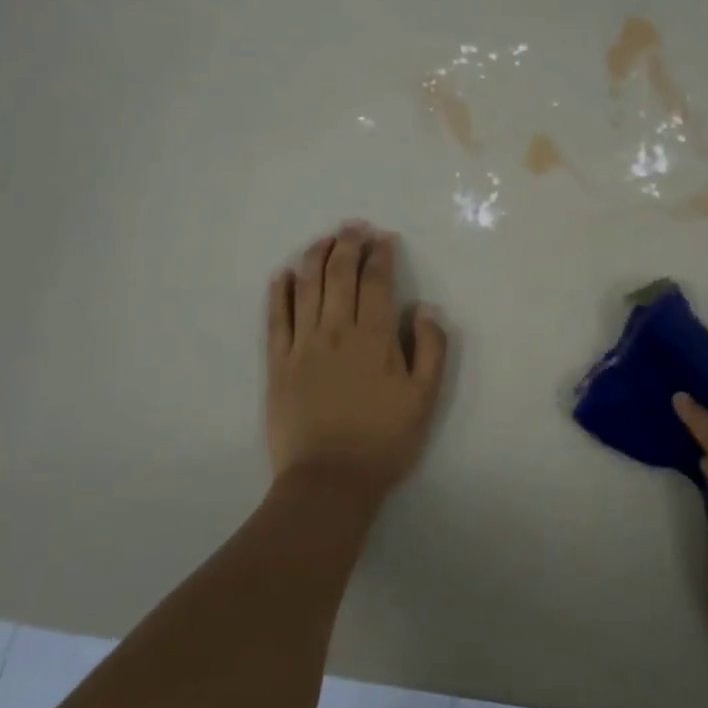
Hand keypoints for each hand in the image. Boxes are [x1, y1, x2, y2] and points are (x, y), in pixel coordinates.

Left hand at [265, 222, 448, 499]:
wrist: (329, 481)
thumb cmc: (384, 442)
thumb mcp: (424, 400)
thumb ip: (431, 350)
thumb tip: (426, 310)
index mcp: (375, 338)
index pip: (377, 282)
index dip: (381, 255)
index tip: (384, 238)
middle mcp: (336, 331)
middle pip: (340, 275)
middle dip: (348, 244)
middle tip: (355, 227)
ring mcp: (302, 345)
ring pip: (307, 287)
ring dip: (316, 257)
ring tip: (324, 239)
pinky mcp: (277, 363)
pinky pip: (276, 318)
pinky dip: (280, 292)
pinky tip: (284, 275)